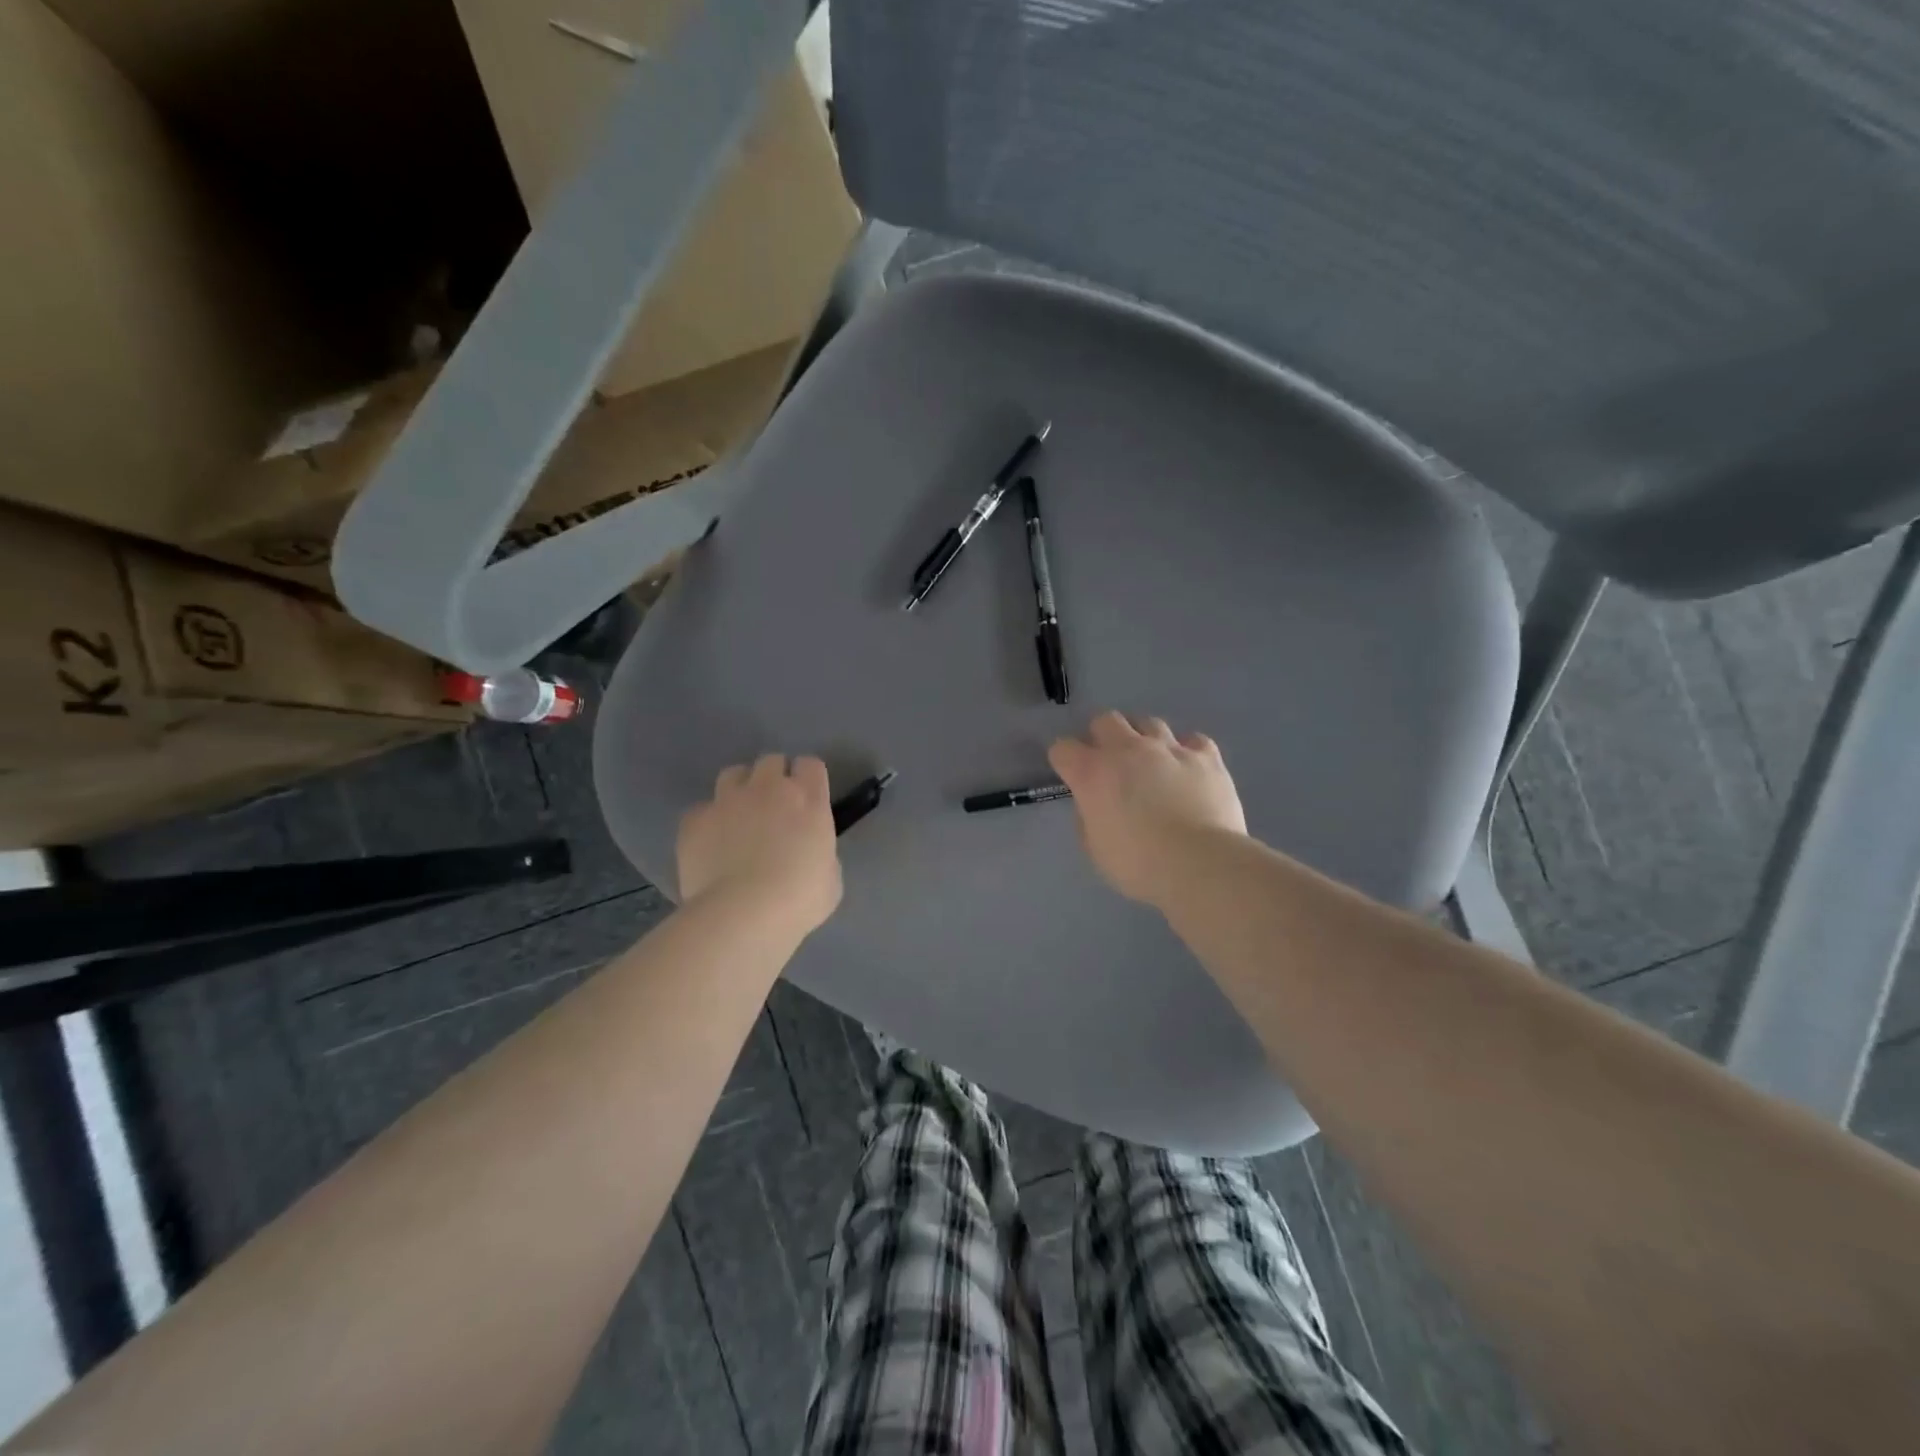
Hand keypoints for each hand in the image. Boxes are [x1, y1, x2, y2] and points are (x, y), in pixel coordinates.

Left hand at [677, 755, 842, 933]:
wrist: (743, 914)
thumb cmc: (799, 900)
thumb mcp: (830, 878)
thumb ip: (820, 853)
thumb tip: (809, 853)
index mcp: (809, 800)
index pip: (810, 765)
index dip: (807, 779)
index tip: (807, 797)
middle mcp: (768, 789)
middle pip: (771, 761)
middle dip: (773, 778)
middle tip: (773, 807)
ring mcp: (728, 800)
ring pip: (732, 774)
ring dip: (739, 789)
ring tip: (738, 817)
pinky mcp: (695, 819)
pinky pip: (701, 810)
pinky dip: (707, 822)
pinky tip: (710, 845)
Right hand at [1048, 712, 1246, 904]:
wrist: (1201, 865)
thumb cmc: (1139, 865)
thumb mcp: (1096, 849)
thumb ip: (1089, 817)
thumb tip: (1096, 804)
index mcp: (1093, 773)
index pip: (1063, 749)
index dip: (1065, 761)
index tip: (1072, 776)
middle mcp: (1127, 750)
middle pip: (1106, 720)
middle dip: (1103, 736)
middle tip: (1111, 763)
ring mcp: (1169, 748)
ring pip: (1149, 723)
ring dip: (1144, 739)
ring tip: (1151, 762)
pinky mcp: (1206, 756)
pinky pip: (1193, 740)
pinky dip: (1187, 751)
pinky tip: (1188, 768)